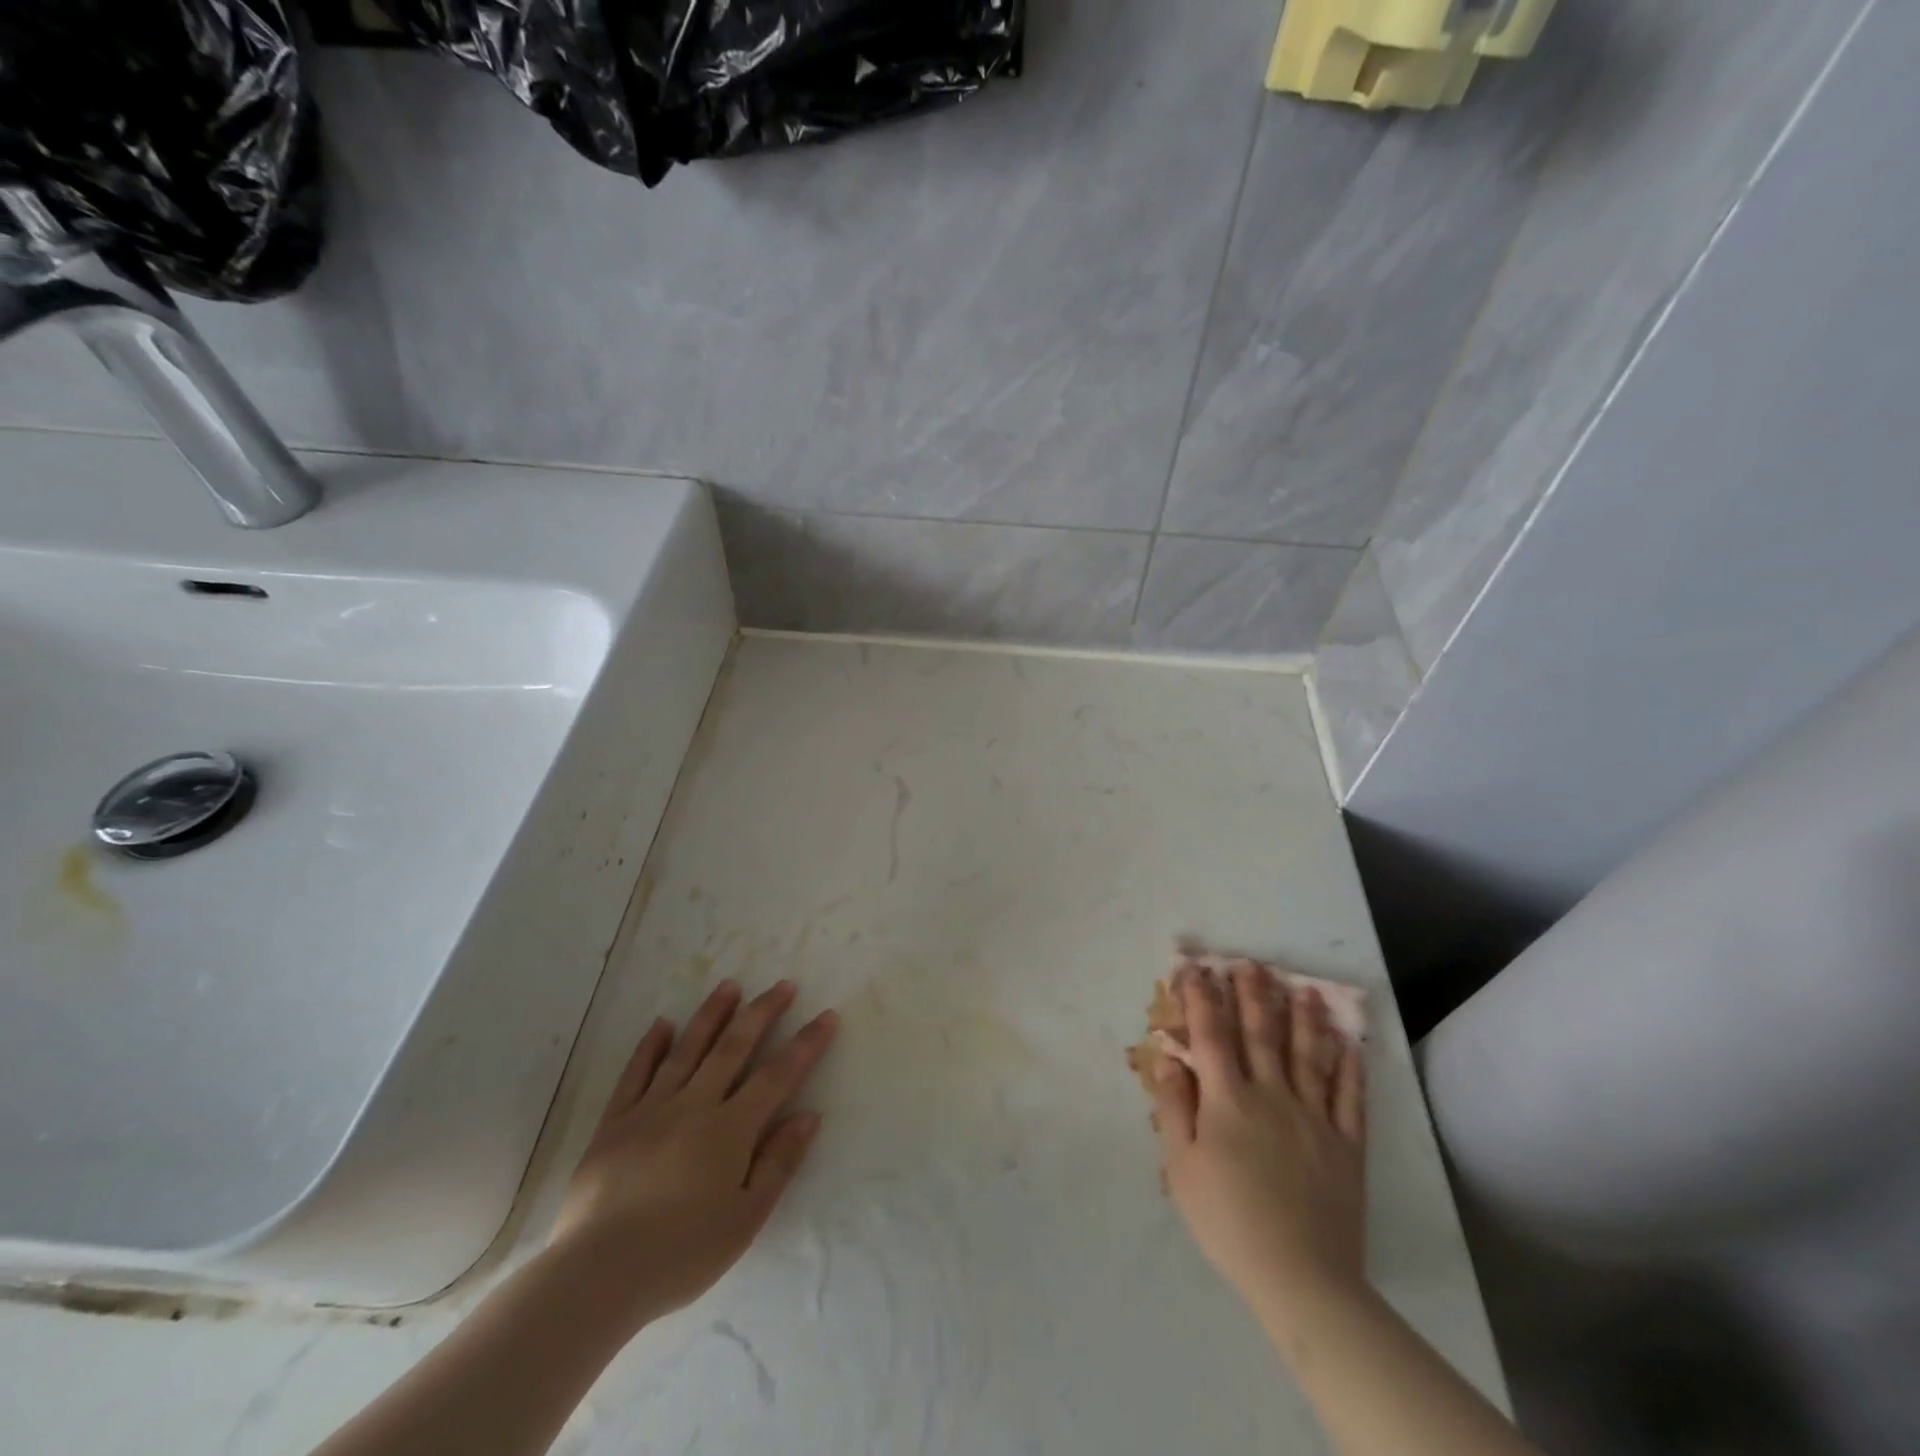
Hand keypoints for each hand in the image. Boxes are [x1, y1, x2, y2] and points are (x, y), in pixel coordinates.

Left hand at [549, 979, 837, 1328]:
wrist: (595, 1276)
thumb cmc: (680, 1254)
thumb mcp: (744, 1220)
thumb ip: (778, 1163)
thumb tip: (808, 1115)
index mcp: (730, 1130)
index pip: (777, 1075)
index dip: (805, 1044)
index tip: (826, 1016)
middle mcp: (693, 1105)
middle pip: (734, 1047)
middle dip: (762, 1012)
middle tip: (783, 984)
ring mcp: (650, 1109)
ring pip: (687, 1049)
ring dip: (711, 1014)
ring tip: (729, 984)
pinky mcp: (614, 1122)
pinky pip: (636, 1073)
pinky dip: (650, 1046)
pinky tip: (663, 1024)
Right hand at [1153, 961, 1366, 1314]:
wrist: (1300, 1276)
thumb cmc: (1228, 1219)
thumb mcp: (1181, 1167)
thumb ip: (1173, 1107)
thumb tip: (1168, 1057)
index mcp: (1228, 1099)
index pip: (1211, 1034)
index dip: (1200, 997)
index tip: (1194, 968)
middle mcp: (1272, 1094)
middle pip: (1261, 1033)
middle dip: (1253, 994)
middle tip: (1252, 964)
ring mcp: (1314, 1116)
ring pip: (1309, 1054)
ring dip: (1305, 1018)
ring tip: (1305, 989)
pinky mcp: (1346, 1144)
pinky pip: (1349, 1096)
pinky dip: (1350, 1066)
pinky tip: (1350, 1044)